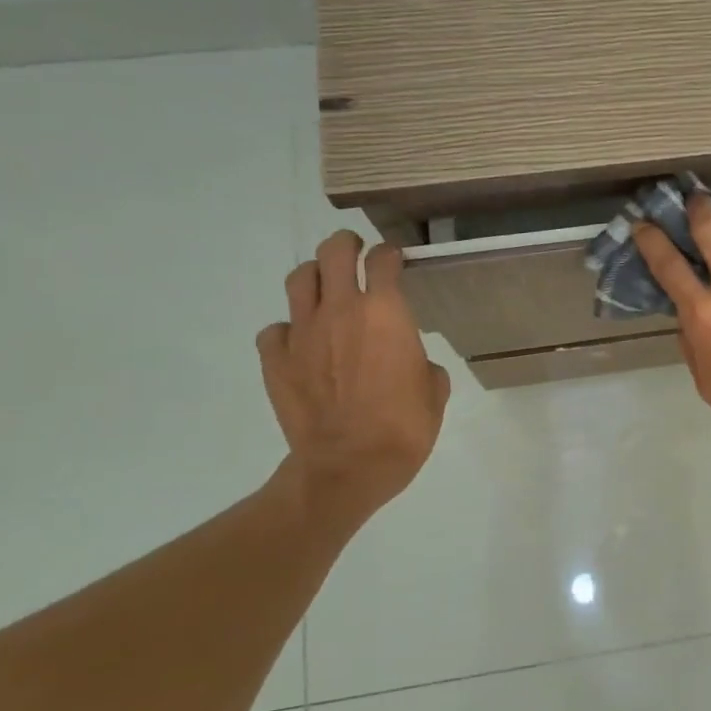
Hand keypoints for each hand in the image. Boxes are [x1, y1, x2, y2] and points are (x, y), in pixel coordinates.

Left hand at [257, 230, 450, 523]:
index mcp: (386, 312)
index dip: (390, 254)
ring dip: (315, 277)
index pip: (383, 260)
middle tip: (353, 251)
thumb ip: (421, 362)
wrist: (349, 465)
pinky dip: (289, 329)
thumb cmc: (404, 427)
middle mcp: (341, 310)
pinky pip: (276, 329)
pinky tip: (301, 343)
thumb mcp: (434, 390)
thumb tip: (409, 362)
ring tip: (325, 289)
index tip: (394, 259)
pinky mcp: (276, 359)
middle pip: (334, 252)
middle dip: (346, 245)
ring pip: (300, 279)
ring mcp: (303, 332)